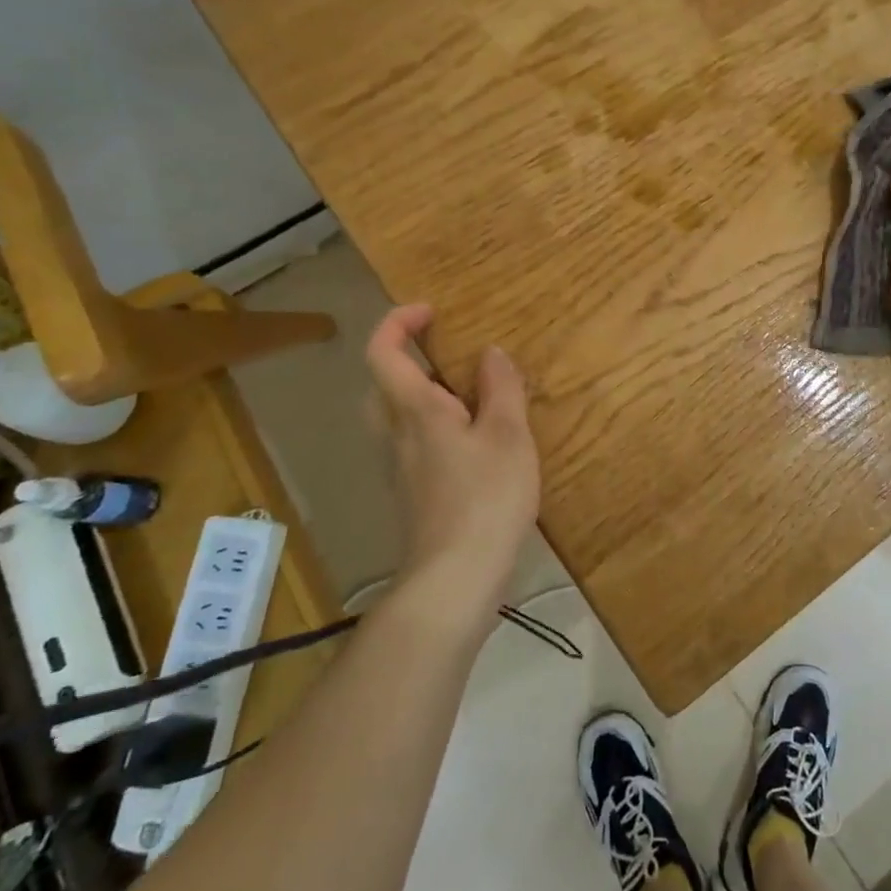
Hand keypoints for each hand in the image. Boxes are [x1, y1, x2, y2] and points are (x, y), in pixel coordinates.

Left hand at [365, 305, 540, 619]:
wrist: (455, 578)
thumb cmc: (485, 498)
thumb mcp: (508, 435)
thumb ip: (501, 388)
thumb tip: (490, 353)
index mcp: (415, 411)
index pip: (383, 353)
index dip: (398, 322)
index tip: (430, 311)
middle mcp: (396, 435)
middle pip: (382, 385)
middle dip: (406, 359)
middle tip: (449, 354)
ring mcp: (400, 469)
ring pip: (397, 417)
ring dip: (423, 395)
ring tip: (471, 396)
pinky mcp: (413, 495)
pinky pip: (414, 444)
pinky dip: (435, 427)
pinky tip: (473, 444)